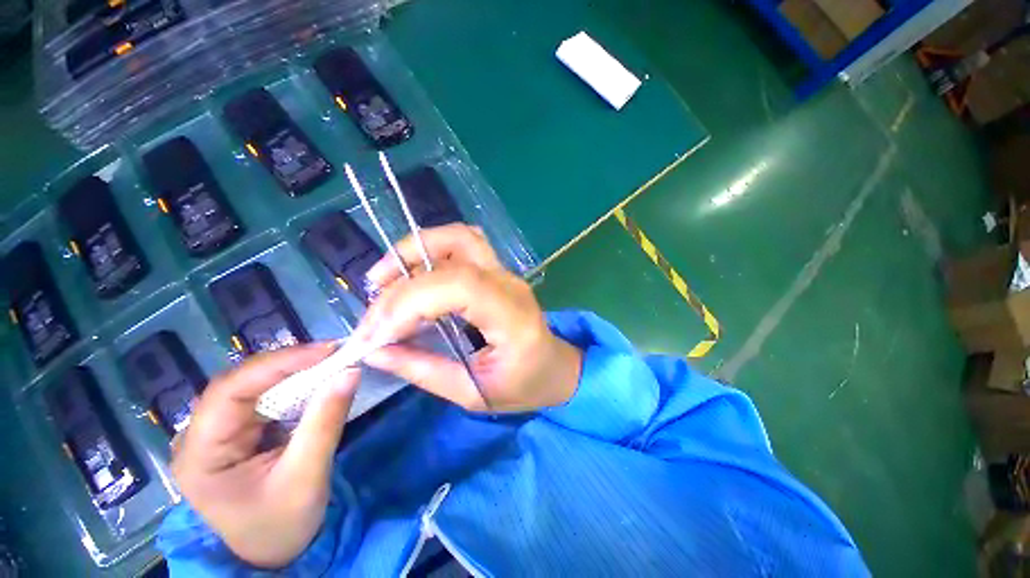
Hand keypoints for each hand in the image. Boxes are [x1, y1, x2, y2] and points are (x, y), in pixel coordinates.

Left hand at [171, 345, 358, 568]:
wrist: (274, 551)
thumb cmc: (282, 524)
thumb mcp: (307, 476)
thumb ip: (326, 422)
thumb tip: (350, 372)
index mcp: (200, 454)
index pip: (230, 391)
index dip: (278, 363)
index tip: (326, 350)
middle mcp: (200, 436)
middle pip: (240, 383)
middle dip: (288, 363)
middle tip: (333, 352)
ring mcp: (218, 432)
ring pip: (253, 385)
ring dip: (293, 371)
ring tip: (330, 360)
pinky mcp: (238, 431)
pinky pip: (265, 396)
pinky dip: (294, 384)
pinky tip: (316, 378)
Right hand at [356, 224, 581, 412]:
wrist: (555, 368)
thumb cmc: (524, 386)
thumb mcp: (474, 393)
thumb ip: (424, 371)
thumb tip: (374, 350)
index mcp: (513, 317)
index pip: (459, 286)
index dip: (410, 302)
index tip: (377, 335)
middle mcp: (510, 283)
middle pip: (453, 253)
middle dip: (401, 280)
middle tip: (373, 315)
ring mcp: (504, 272)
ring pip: (458, 236)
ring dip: (413, 250)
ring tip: (382, 282)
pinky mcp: (496, 270)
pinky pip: (461, 244)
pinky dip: (427, 252)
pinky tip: (409, 276)